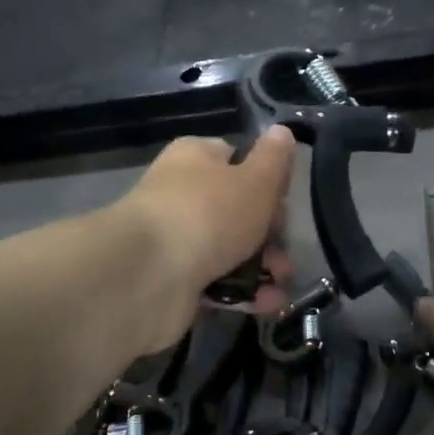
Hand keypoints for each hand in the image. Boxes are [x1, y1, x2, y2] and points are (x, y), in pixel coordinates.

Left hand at [117, 127, 296, 349]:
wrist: (147, 275)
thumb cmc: (208, 213)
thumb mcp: (255, 180)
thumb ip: (274, 159)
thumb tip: (282, 131)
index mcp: (196, 158)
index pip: (237, 160)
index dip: (267, 181)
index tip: (286, 203)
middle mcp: (182, 194)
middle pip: (237, 209)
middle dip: (269, 233)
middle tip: (286, 251)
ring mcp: (176, 239)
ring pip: (229, 249)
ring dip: (262, 266)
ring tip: (283, 282)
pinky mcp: (174, 279)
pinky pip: (217, 282)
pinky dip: (244, 292)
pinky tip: (267, 303)